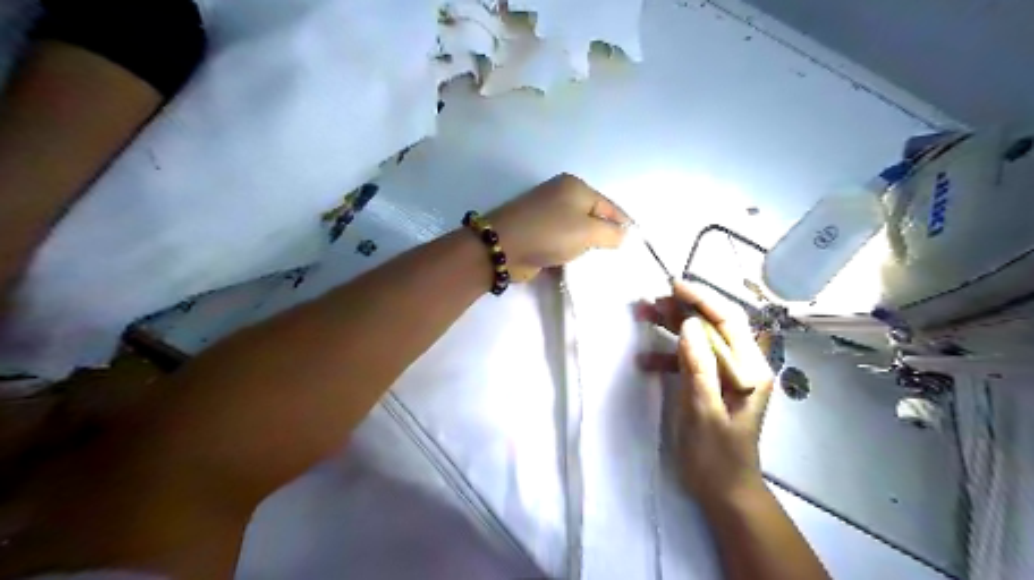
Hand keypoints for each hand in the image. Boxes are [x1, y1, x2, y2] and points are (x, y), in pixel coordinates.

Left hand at [488, 172, 624, 280]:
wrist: (504, 246)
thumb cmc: (550, 233)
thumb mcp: (588, 231)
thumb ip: (611, 233)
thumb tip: (623, 235)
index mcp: (575, 187)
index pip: (609, 206)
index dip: (623, 224)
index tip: (635, 244)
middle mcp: (561, 195)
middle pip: (593, 216)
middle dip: (604, 235)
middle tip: (616, 256)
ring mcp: (547, 213)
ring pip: (577, 230)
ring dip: (586, 245)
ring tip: (598, 261)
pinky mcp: (537, 231)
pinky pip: (562, 240)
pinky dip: (570, 250)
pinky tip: (577, 262)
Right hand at [634, 284, 770, 505]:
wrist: (723, 490)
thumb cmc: (716, 455)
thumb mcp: (704, 410)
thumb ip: (699, 366)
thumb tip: (688, 324)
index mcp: (749, 370)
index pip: (728, 321)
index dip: (702, 299)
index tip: (673, 286)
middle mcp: (742, 366)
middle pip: (712, 325)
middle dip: (682, 310)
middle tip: (651, 301)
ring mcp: (726, 375)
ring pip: (698, 339)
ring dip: (672, 327)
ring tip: (644, 316)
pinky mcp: (711, 384)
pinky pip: (690, 359)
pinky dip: (668, 355)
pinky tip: (645, 360)